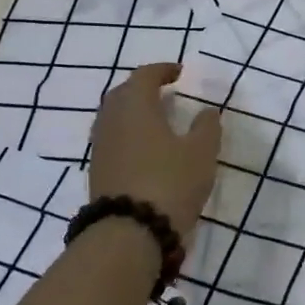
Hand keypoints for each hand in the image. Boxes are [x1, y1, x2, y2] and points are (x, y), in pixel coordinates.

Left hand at [89, 63, 222, 246]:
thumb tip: (207, 111)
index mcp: (136, 106)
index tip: (180, 73)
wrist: (129, 234)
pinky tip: (146, 149)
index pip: (144, 76)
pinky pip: (113, 140)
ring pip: (114, 118)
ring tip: (158, 121)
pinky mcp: (98, 172)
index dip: (162, 70)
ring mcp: (101, 148)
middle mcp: (112, 121)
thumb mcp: (201, 153)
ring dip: (134, 113)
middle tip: (165, 92)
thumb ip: (207, 127)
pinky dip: (129, 135)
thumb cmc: (170, 182)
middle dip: (143, 88)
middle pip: (123, 94)